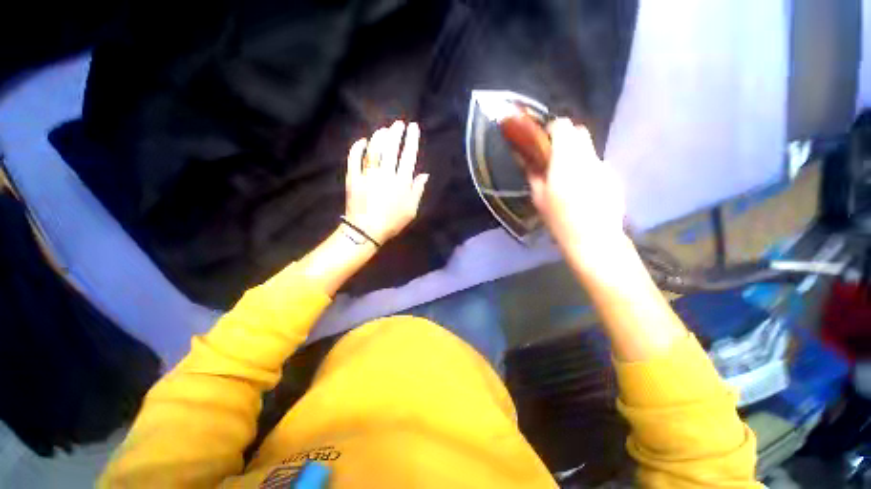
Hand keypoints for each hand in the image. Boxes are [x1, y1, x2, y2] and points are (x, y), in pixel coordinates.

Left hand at [344, 120, 429, 243]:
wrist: (366, 231)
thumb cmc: (392, 222)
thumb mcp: (411, 210)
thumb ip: (418, 190)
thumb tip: (424, 174)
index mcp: (401, 182)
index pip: (408, 156)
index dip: (411, 140)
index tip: (413, 127)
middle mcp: (386, 174)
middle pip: (391, 148)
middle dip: (395, 133)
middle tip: (398, 124)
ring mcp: (368, 174)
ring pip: (374, 150)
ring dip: (379, 137)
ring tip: (383, 130)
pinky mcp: (353, 177)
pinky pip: (354, 158)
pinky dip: (357, 148)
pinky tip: (362, 140)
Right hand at [527, 118, 625, 263]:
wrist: (593, 237)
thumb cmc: (559, 219)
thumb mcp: (539, 198)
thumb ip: (534, 175)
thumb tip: (528, 162)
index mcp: (566, 160)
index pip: (564, 127)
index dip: (553, 128)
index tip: (545, 139)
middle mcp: (587, 157)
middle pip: (580, 132)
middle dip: (567, 138)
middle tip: (556, 155)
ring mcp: (603, 166)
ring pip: (589, 149)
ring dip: (578, 154)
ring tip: (569, 176)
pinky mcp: (614, 176)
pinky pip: (598, 164)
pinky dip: (588, 168)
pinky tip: (584, 189)